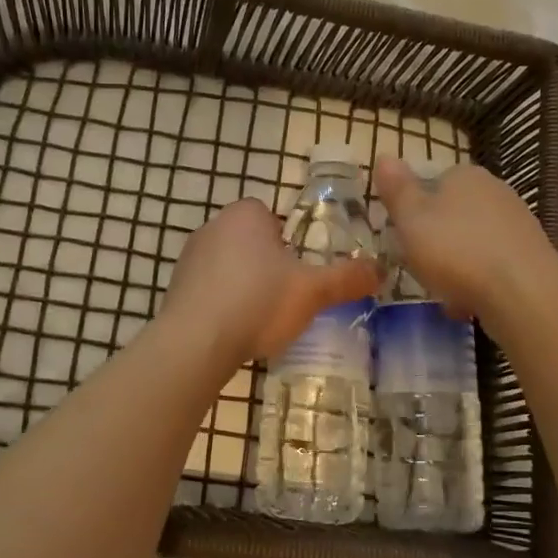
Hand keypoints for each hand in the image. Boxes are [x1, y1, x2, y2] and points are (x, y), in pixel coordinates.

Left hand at [163, 198, 380, 365]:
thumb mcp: (313, 291)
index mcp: (246, 214)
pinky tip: (235, 330)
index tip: (300, 270)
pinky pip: (209, 290)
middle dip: (268, 265)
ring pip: (230, 267)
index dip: (290, 243)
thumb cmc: (259, 302)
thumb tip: (381, 270)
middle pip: (252, 242)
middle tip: (287, 296)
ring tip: (262, 318)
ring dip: (244, 286)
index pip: (273, 217)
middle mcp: (213, 226)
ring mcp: (189, 258)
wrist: (196, 342)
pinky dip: (223, 305)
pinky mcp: (176, 288)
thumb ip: (347, 278)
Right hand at [372, 158, 557, 323]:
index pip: (432, 182)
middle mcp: (495, 191)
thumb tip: (384, 156)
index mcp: (464, 175)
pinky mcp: (531, 256)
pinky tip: (470, 304)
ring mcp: (518, 223)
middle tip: (419, 267)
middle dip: (436, 240)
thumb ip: (397, 189)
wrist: (522, 292)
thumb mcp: (411, 218)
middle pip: (453, 214)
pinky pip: (493, 266)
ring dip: (457, 265)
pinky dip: (479, 282)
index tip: (403, 237)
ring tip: (443, 292)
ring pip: (473, 242)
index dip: (414, 210)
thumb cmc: (456, 250)